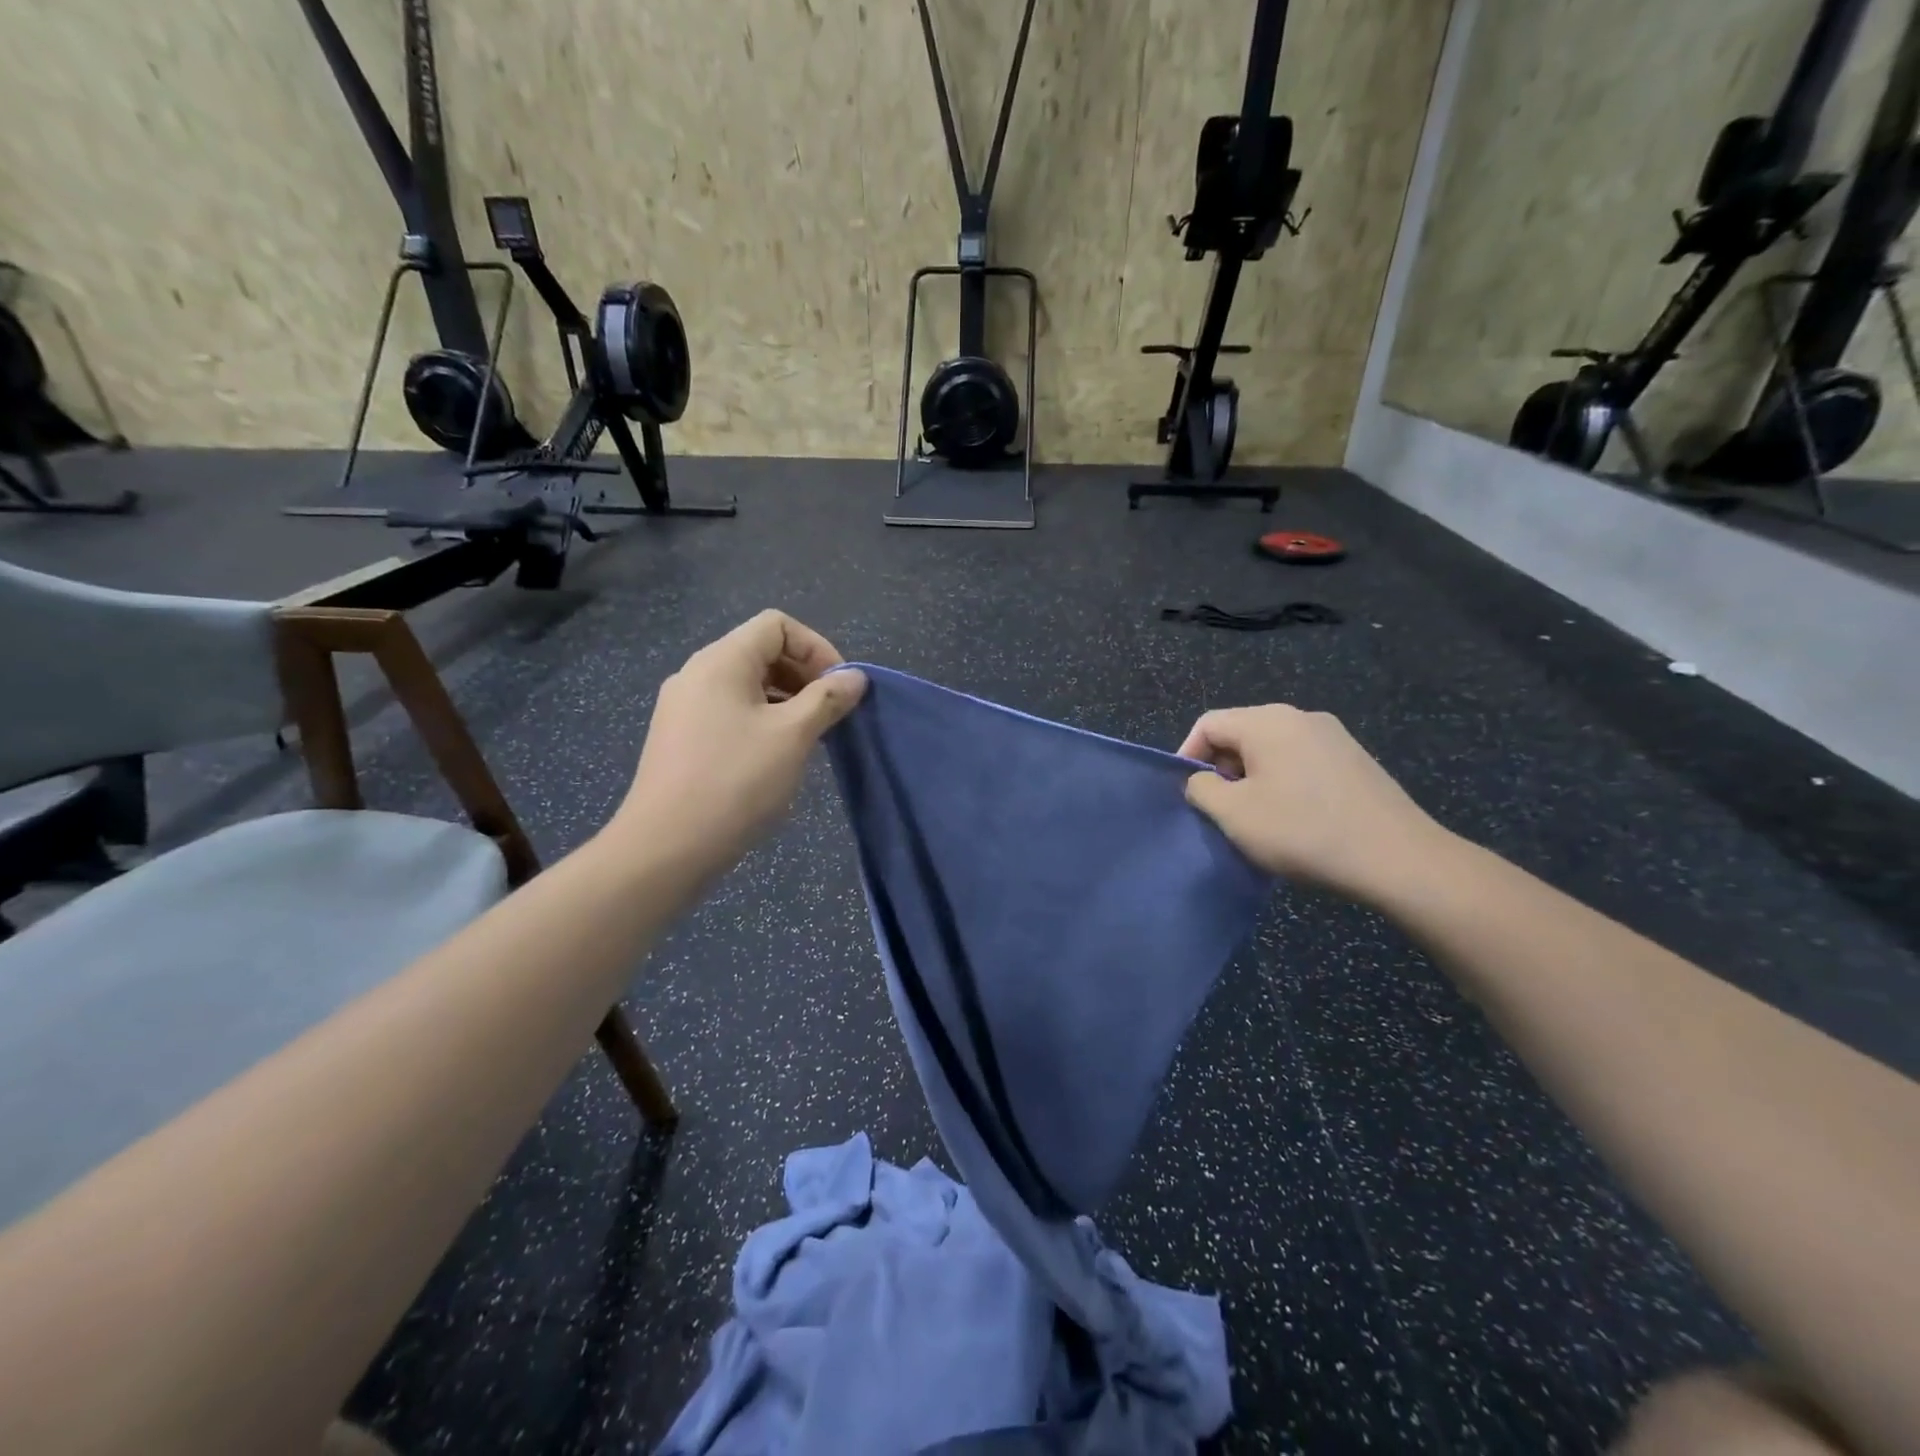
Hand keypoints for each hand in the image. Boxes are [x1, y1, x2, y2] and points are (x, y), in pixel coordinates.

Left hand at [609, 611, 866, 878]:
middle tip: (831, 714)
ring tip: (811, 737)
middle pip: (762, 651)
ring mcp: (684, 707)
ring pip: (747, 685)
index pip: (777, 625)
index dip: (816, 647)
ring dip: (787, 700)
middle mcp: (698, 673)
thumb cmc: (736, 782)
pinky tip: (778, 756)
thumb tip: (855, 677)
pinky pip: (730, 711)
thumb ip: (827, 698)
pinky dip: (762, 720)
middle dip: (804, 675)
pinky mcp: (681, 738)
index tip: (839, 688)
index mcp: (721, 661)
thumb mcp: (793, 736)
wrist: (666, 847)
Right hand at [1179, 704, 1450, 904]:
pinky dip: (1283, 783)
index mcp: (1267, 721)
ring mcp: (1334, 736)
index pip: (1208, 724)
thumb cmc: (1303, 831)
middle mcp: (1301, 717)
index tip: (1186, 794)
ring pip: (1272, 749)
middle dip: (1221, 769)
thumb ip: (1202, 789)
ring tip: (1254, 818)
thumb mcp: (1234, 814)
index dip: (1187, 756)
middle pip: (1241, 733)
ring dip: (1252, 779)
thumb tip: (1201, 780)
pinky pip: (1301, 762)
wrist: (1397, 858)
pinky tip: (1293, 819)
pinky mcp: (1355, 760)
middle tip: (1219, 810)